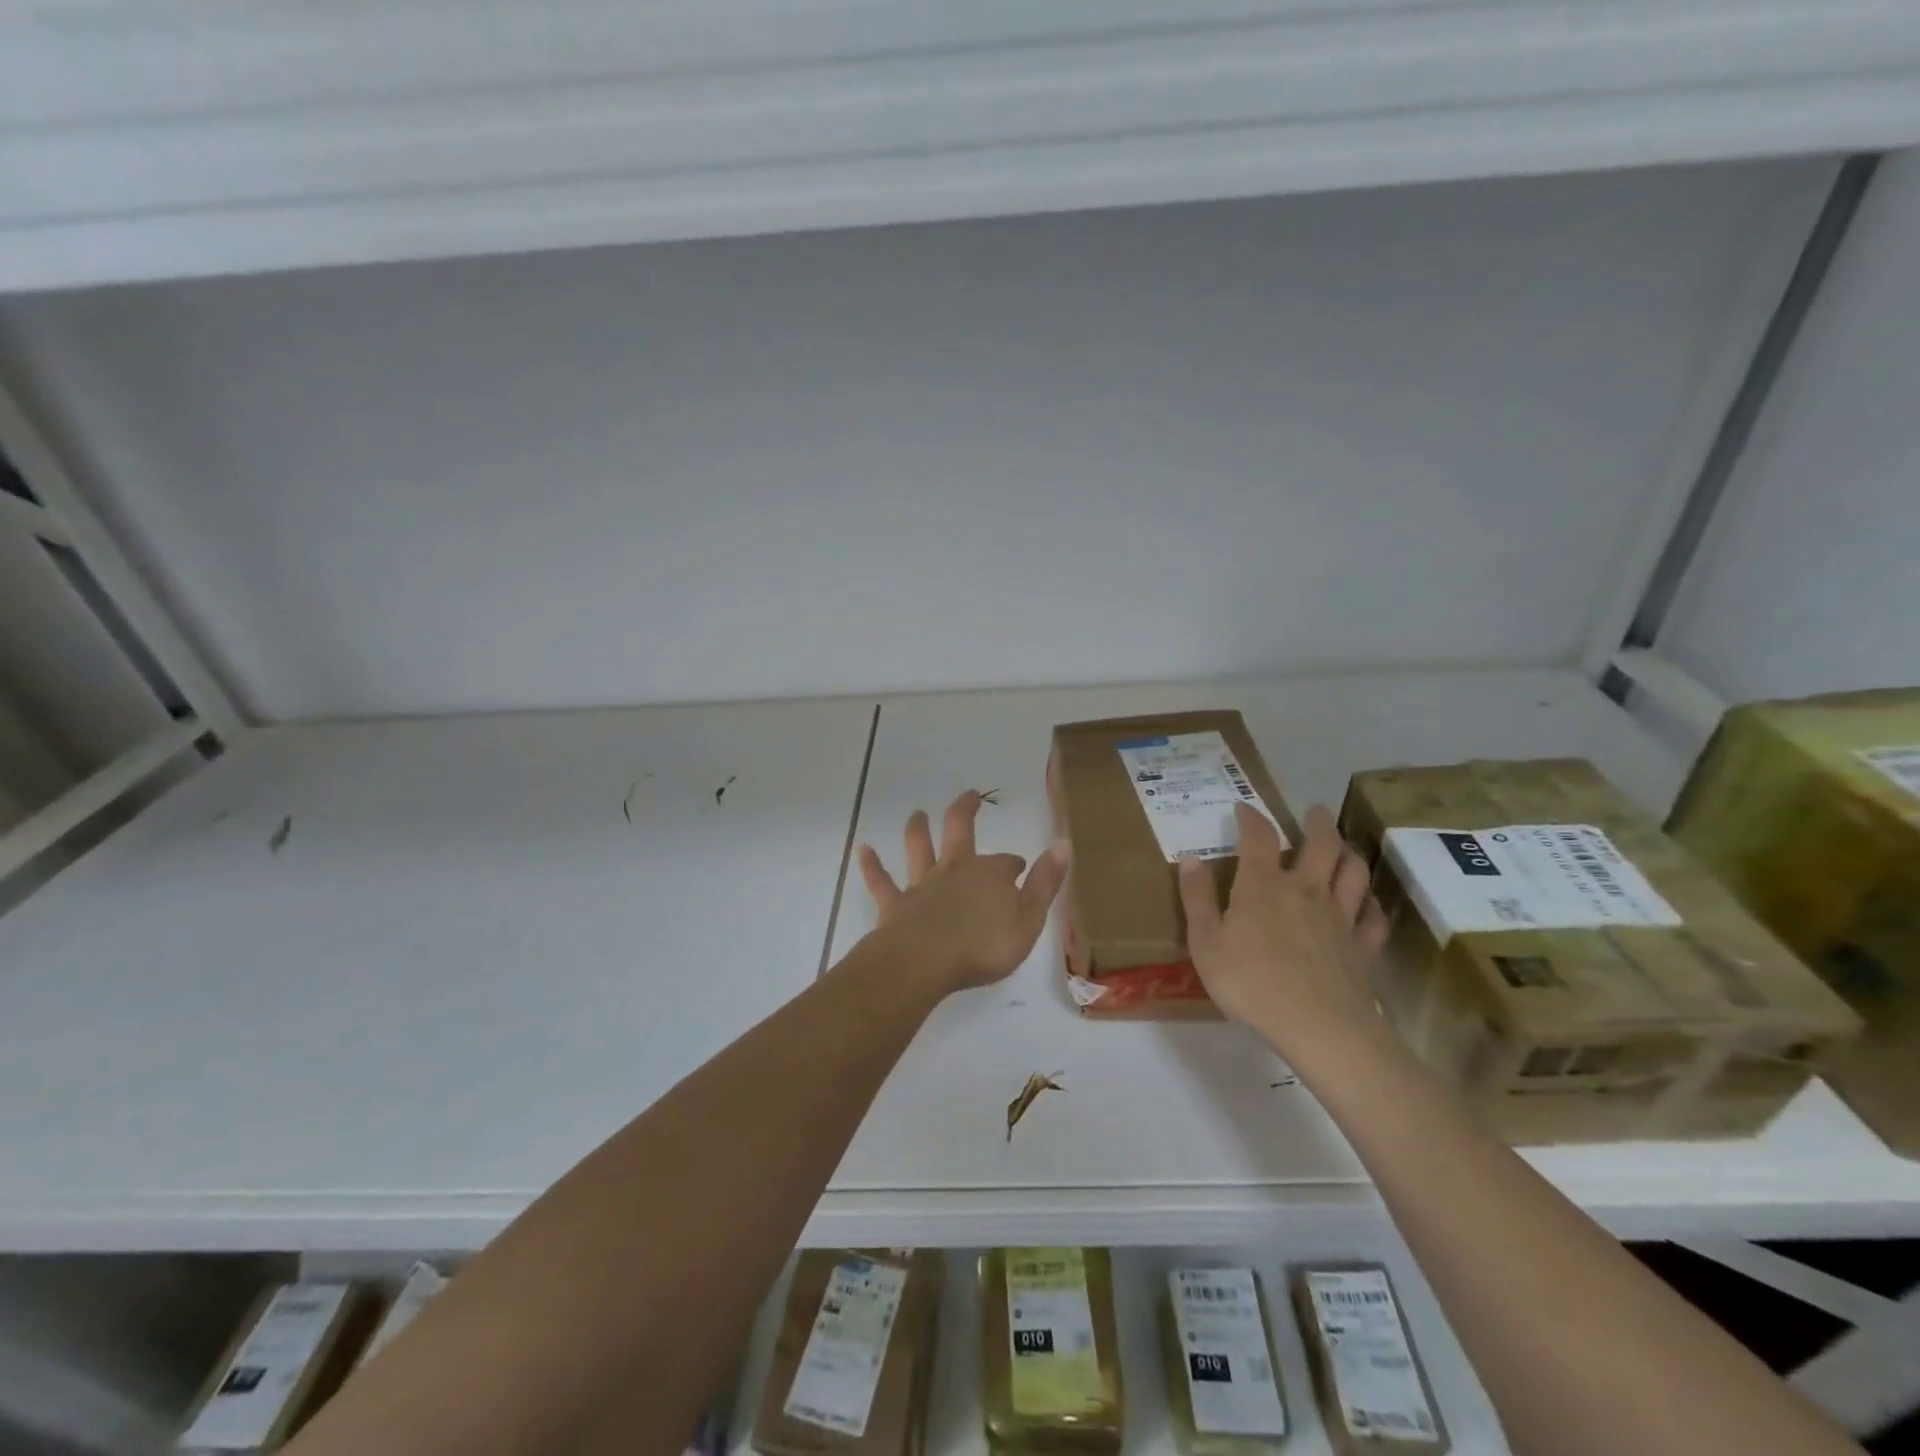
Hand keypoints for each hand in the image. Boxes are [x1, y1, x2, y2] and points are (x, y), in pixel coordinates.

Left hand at [856, 790, 1069, 992]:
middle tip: (969, 795)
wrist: (926, 962)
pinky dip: (871, 864)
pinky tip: (861, 849)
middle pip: (959, 831)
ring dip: (918, 829)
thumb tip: (1063, 844)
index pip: (1005, 863)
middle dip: (965, 811)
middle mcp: (955, 871)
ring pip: (918, 848)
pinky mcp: (895, 905)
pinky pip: (881, 882)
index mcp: (990, 875)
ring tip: (917, 814)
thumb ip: (1046, 883)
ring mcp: (922, 886)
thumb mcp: (1029, 918)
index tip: (1019, 869)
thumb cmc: (984, 945)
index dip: (1012, 865)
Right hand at [1179, 802, 1390, 1063]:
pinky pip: (1373, 915)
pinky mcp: (1364, 945)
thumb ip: (1197, 899)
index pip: (1259, 838)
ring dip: (1349, 852)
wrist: (1318, 1026)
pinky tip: (1366, 902)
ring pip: (1354, 872)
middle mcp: (1306, 889)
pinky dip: (1371, 902)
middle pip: (1321, 844)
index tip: (1244, 807)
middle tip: (1316, 810)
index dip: (1252, 818)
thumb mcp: (1205, 942)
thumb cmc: (1250, 982)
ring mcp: (1341, 916)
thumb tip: (1190, 859)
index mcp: (1263, 886)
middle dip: (1318, 823)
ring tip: (1344, 846)